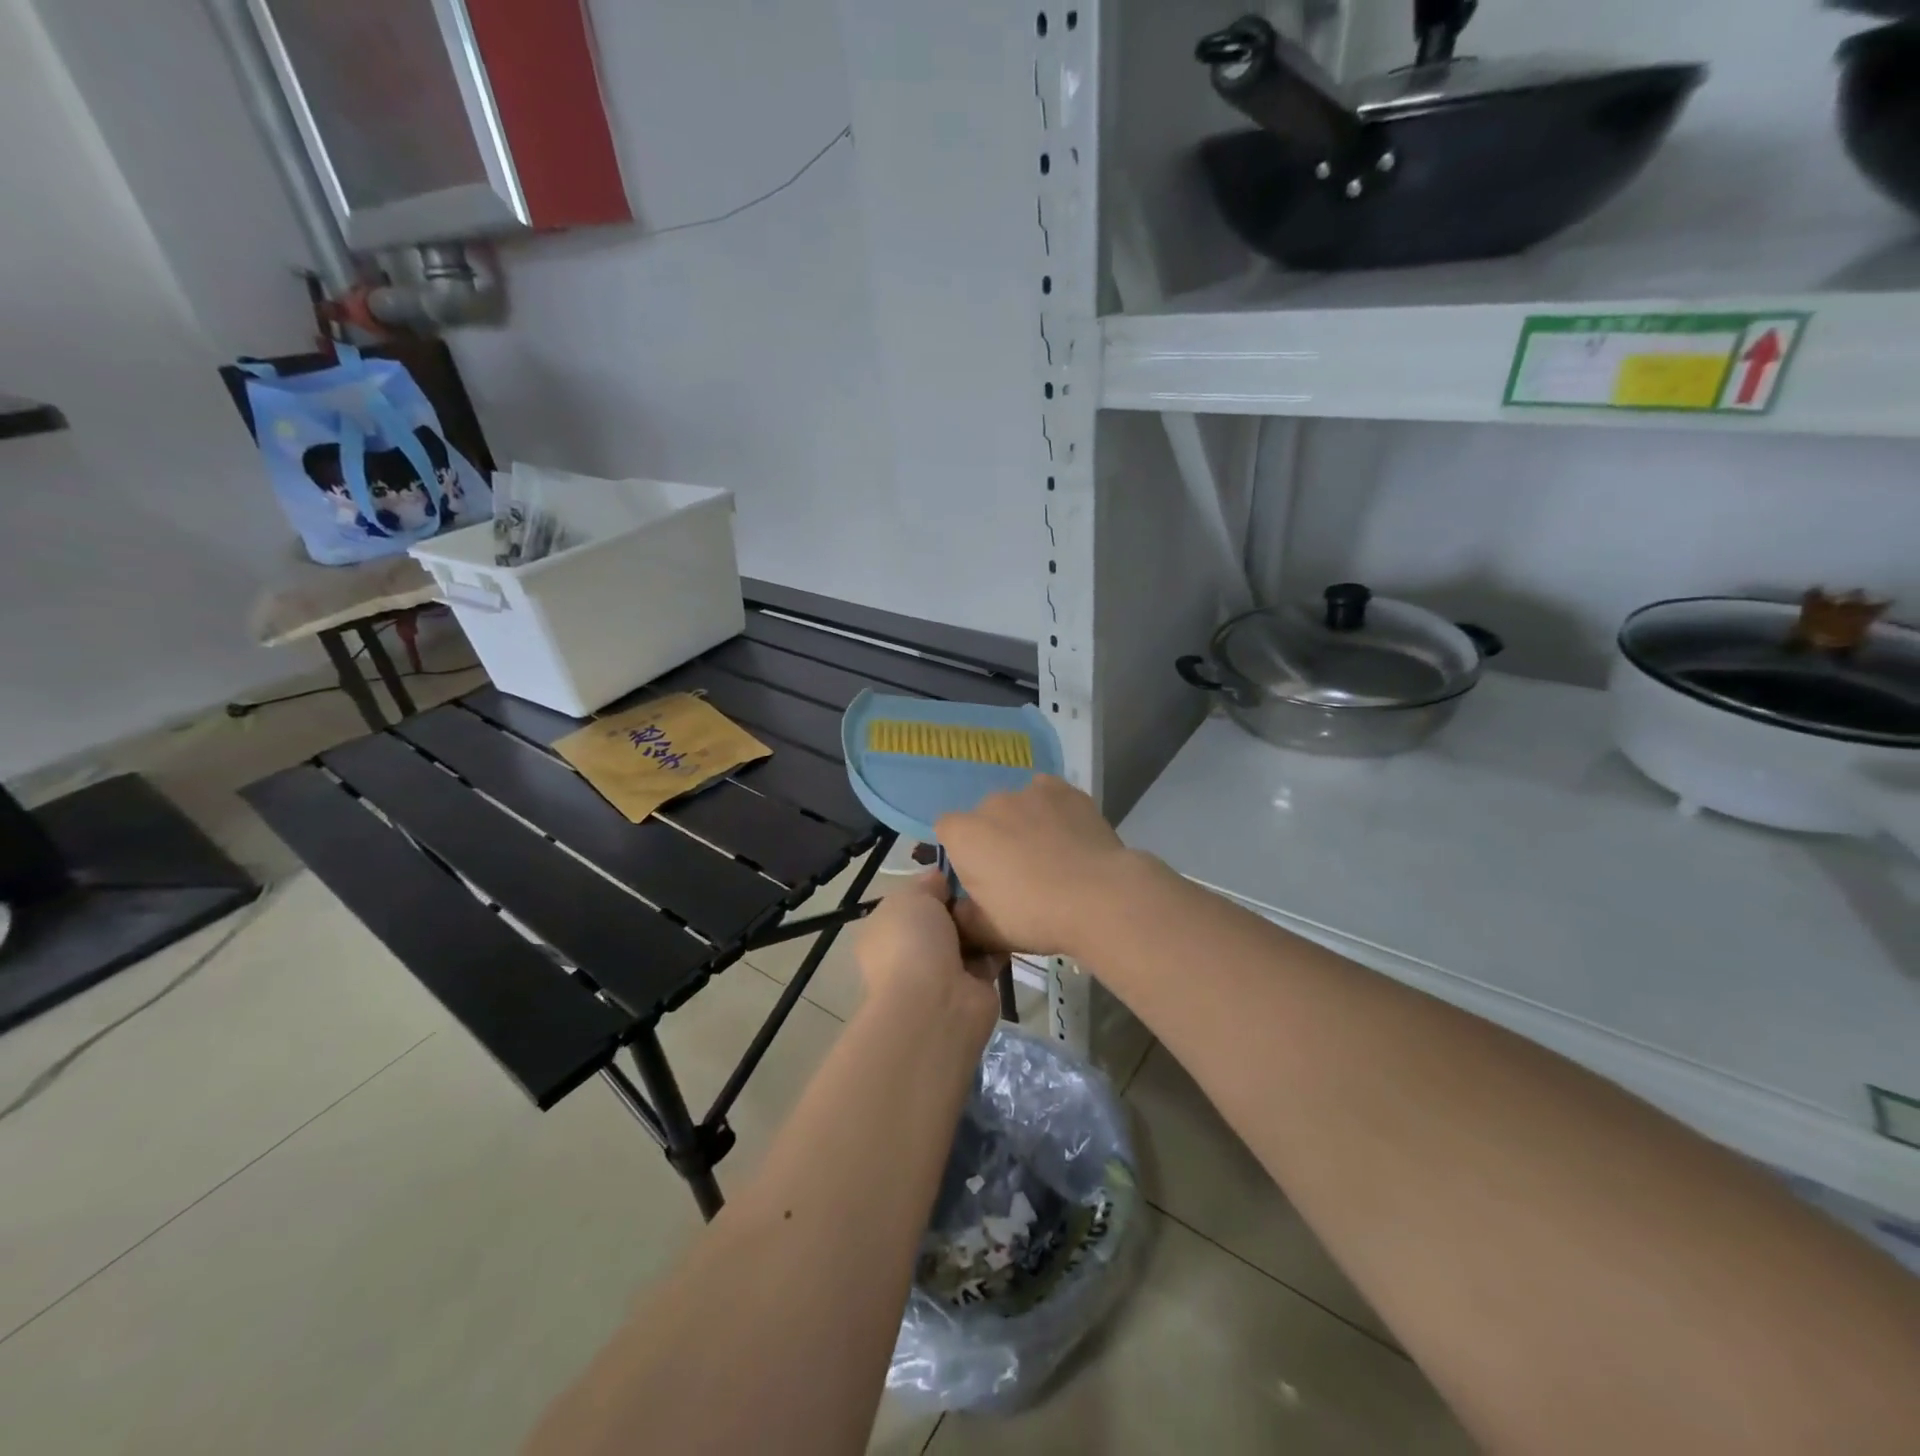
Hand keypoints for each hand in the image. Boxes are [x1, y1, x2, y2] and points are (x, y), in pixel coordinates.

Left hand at [853, 873, 1002, 1029]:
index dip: (935, 886)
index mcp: (886, 930)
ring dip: (981, 923)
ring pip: (967, 937)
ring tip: (1000, 902)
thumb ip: (927, 884)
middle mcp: (911, 952)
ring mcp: (941, 972)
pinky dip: (999, 943)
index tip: (959, 872)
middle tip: (984, 886)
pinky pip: (988, 956)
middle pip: (943, 918)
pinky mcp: (973, 987)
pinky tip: (1012, 924)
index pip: (912, 902)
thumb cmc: (913, 942)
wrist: (935, 1003)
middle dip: (961, 903)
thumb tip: (941, 880)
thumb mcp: (911, 897)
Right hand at [936, 775, 1139, 959]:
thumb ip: (962, 918)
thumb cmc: (1035, 916)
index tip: (979, 877)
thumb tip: (958, 909)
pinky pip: (1048, 795)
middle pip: (984, 817)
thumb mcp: (988, 932)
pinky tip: (1068, 835)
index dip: (961, 853)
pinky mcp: (1065, 789)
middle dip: (994, 838)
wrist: (1099, 897)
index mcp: (964, 834)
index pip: (946, 831)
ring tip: (1050, 855)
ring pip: (1018, 806)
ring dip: (1024, 824)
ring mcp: (1030, 791)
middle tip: (1018, 872)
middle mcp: (991, 803)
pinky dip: (1052, 811)